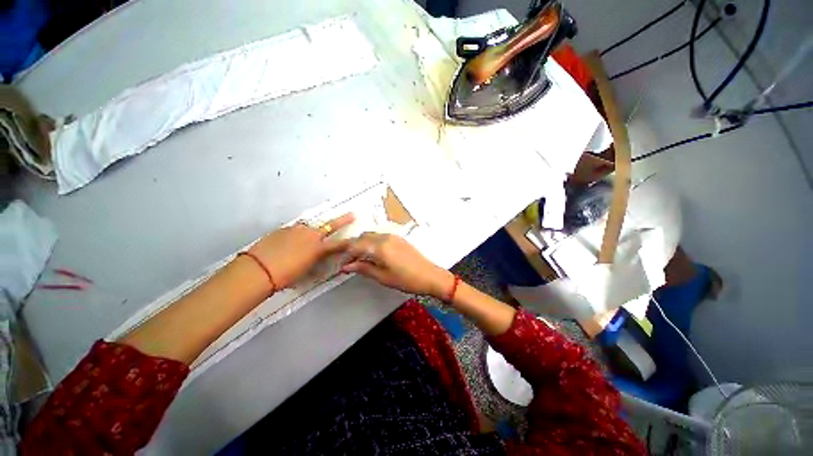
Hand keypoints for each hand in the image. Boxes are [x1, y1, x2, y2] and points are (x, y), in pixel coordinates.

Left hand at [248, 213, 354, 289]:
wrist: (258, 270)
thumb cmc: (285, 276)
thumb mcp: (306, 271)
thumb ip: (315, 262)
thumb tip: (318, 258)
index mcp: (319, 248)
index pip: (339, 244)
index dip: (349, 243)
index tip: (356, 239)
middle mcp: (310, 235)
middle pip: (330, 226)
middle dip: (343, 220)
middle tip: (352, 215)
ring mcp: (296, 230)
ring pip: (309, 227)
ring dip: (313, 230)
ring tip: (309, 236)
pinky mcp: (283, 229)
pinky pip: (295, 230)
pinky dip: (297, 234)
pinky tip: (290, 242)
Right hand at [340, 233, 453, 297]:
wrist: (429, 276)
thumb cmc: (406, 279)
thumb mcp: (382, 277)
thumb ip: (363, 268)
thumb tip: (347, 266)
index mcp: (380, 247)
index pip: (356, 246)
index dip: (347, 255)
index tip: (344, 265)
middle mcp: (385, 237)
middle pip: (362, 237)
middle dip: (353, 248)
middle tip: (350, 263)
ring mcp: (393, 236)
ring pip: (371, 235)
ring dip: (363, 244)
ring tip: (361, 259)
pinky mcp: (398, 238)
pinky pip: (380, 236)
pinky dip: (372, 243)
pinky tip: (373, 254)